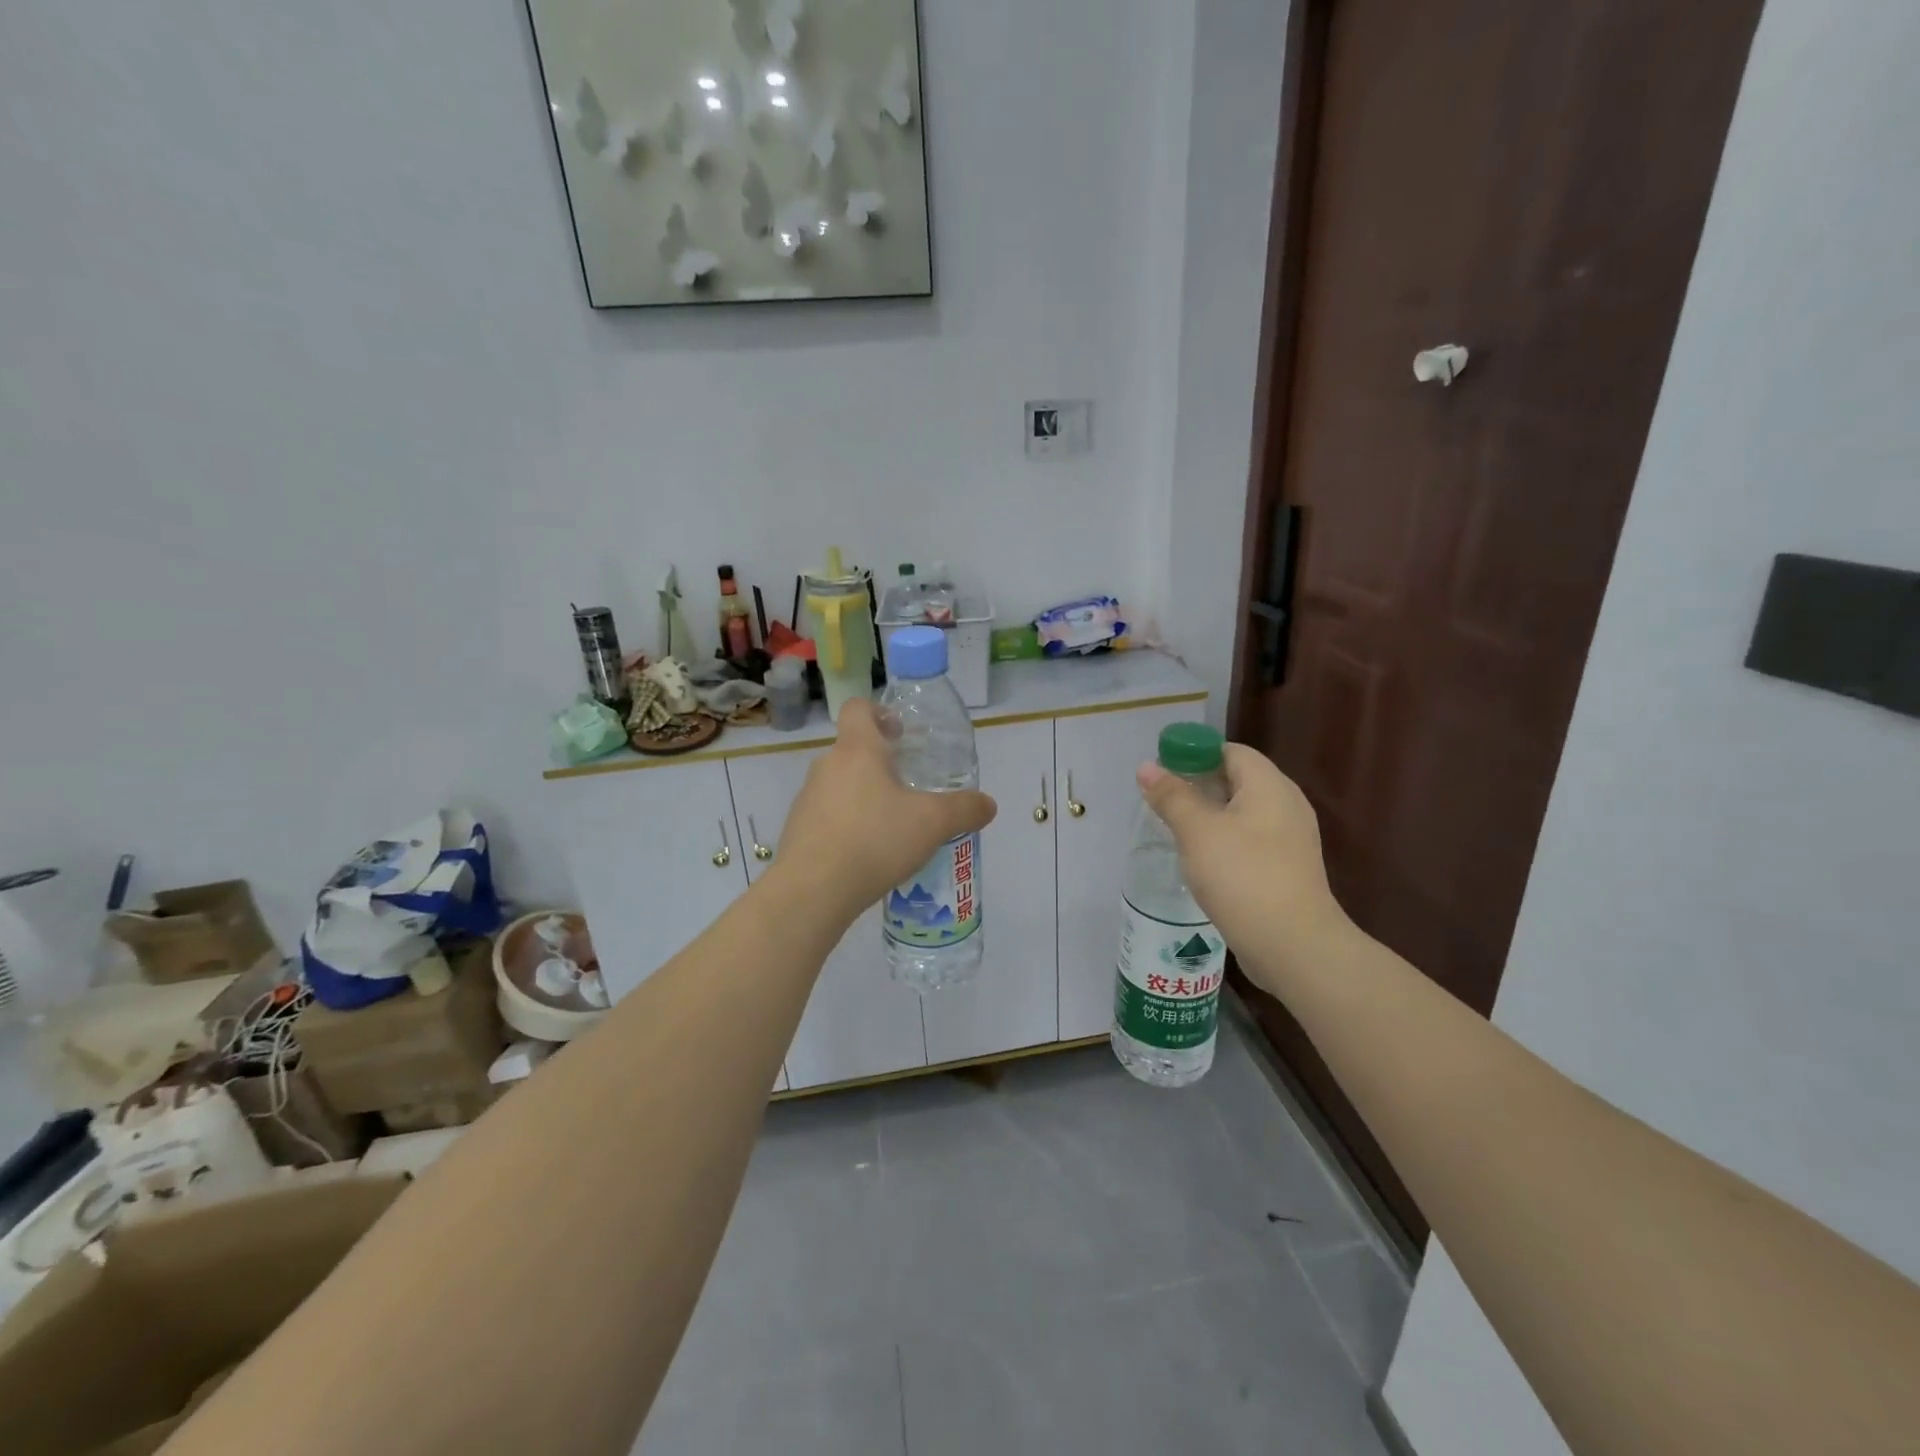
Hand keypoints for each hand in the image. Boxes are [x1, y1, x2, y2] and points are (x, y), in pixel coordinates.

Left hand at [773, 700, 997, 924]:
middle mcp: (826, 766)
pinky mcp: (798, 830)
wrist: (813, 891)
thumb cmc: (875, 840)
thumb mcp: (933, 823)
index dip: (879, 712)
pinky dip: (847, 825)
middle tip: (909, 786)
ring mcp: (807, 798)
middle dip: (880, 763)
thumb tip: (988, 804)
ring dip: (864, 796)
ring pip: (840, 784)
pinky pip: (828, 816)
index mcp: (858, 750)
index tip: (900, 733)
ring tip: (891, 826)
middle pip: (853, 749)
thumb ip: (964, 809)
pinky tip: (867, 853)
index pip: (858, 708)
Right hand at [1137, 744, 1350, 995]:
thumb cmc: (1242, 876)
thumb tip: (1147, 767)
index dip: (1194, 754)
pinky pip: (1251, 840)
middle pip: (1237, 779)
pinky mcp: (1288, 868)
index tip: (1162, 772)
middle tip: (1162, 801)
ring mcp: (1291, 839)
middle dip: (1198, 785)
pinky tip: (1203, 861)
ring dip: (1209, 816)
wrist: (1293, 945)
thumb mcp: (1197, 831)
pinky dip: (1225, 841)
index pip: (1230, 751)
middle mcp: (1286, 804)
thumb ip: (1171, 796)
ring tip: (1175, 831)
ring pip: (1243, 813)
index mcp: (1269, 785)